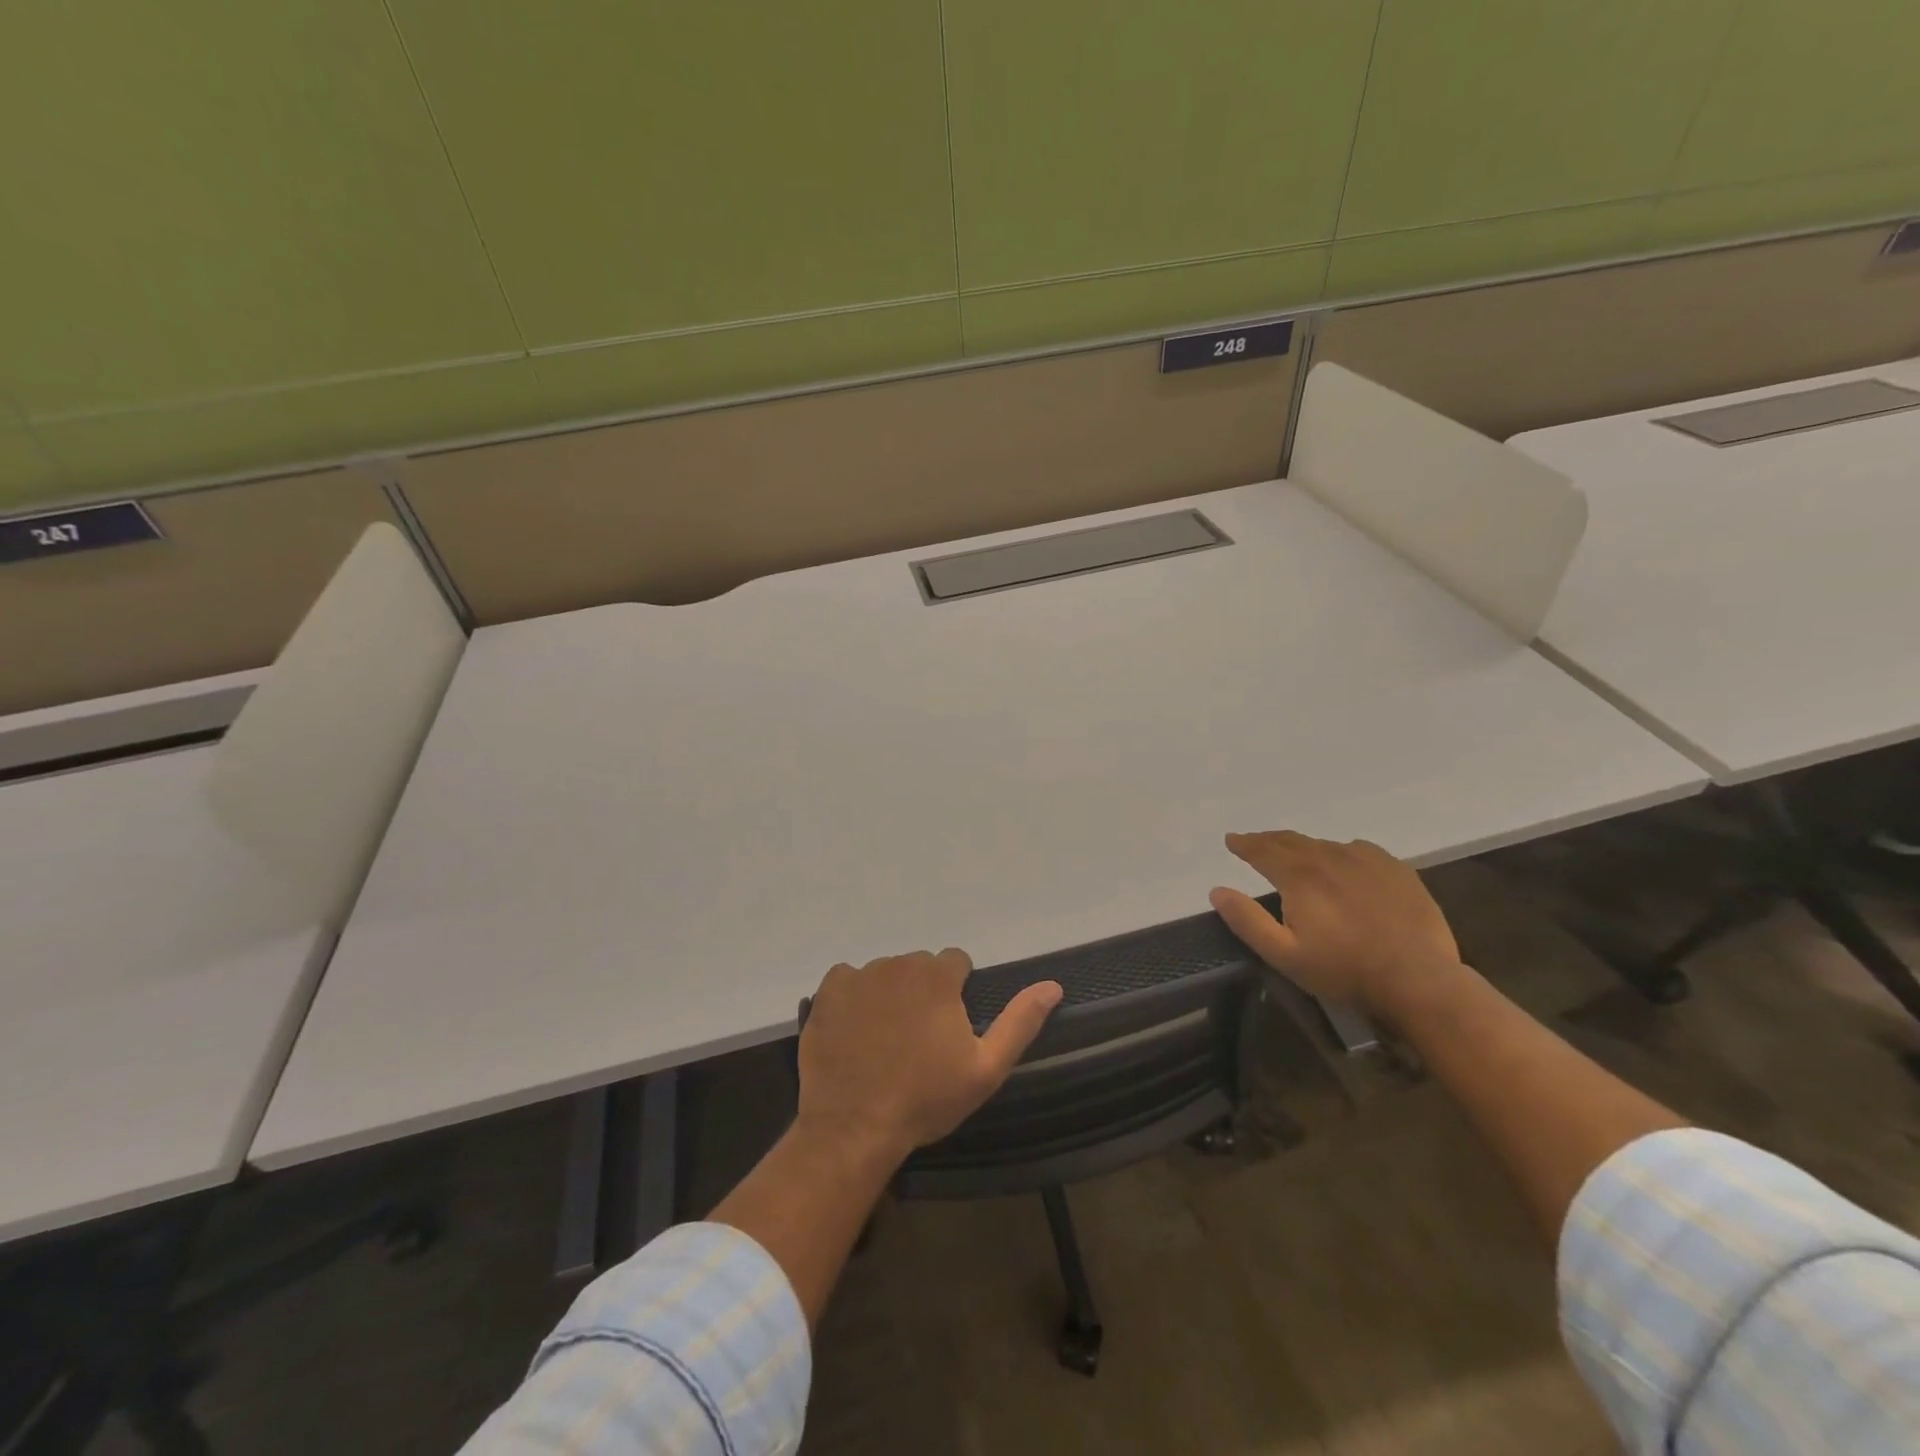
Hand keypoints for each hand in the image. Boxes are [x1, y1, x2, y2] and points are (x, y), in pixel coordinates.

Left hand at [797, 950, 1061, 1161]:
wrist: (853, 1127)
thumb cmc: (925, 1099)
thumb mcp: (985, 1069)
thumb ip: (1020, 1022)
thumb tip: (1053, 985)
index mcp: (937, 976)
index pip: (955, 962)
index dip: (956, 992)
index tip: (948, 1027)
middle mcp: (899, 964)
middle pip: (919, 967)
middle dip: (922, 992)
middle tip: (917, 1039)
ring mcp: (859, 975)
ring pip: (884, 974)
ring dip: (889, 995)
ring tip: (883, 1041)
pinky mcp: (828, 991)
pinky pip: (847, 980)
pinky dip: (853, 998)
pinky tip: (854, 1032)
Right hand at [1209, 830, 1461, 1017]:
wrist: (1419, 979)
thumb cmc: (1344, 970)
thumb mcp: (1284, 955)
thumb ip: (1247, 920)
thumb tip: (1217, 891)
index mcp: (1298, 875)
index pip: (1262, 849)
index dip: (1244, 844)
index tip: (1231, 840)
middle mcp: (1329, 856)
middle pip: (1291, 840)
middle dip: (1269, 841)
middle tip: (1256, 843)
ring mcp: (1366, 859)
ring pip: (1324, 845)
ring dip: (1304, 848)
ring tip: (1298, 858)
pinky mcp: (1396, 869)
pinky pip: (1358, 850)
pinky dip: (1341, 853)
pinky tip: (1344, 866)